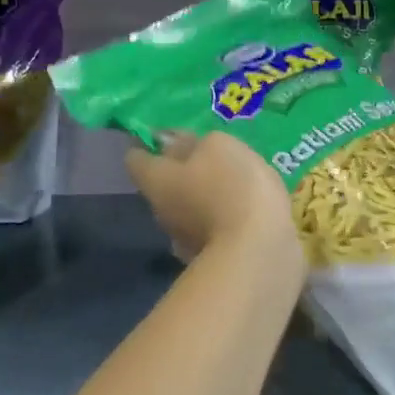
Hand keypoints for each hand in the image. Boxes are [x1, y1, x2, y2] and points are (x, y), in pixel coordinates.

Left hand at [127, 131, 301, 272]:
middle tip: (206, 154)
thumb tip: (168, 141)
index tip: (167, 135)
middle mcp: (160, 211)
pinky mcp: (208, 258)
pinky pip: (208, 228)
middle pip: (162, 183)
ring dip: (202, 195)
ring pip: (186, 207)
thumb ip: (192, 141)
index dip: (147, 143)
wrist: (259, 255)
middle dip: (180, 169)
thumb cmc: (233, 188)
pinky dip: (220, 218)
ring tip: (231, 182)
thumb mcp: (218, 147)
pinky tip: (243, 211)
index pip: (135, 157)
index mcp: (155, 180)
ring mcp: (182, 239)